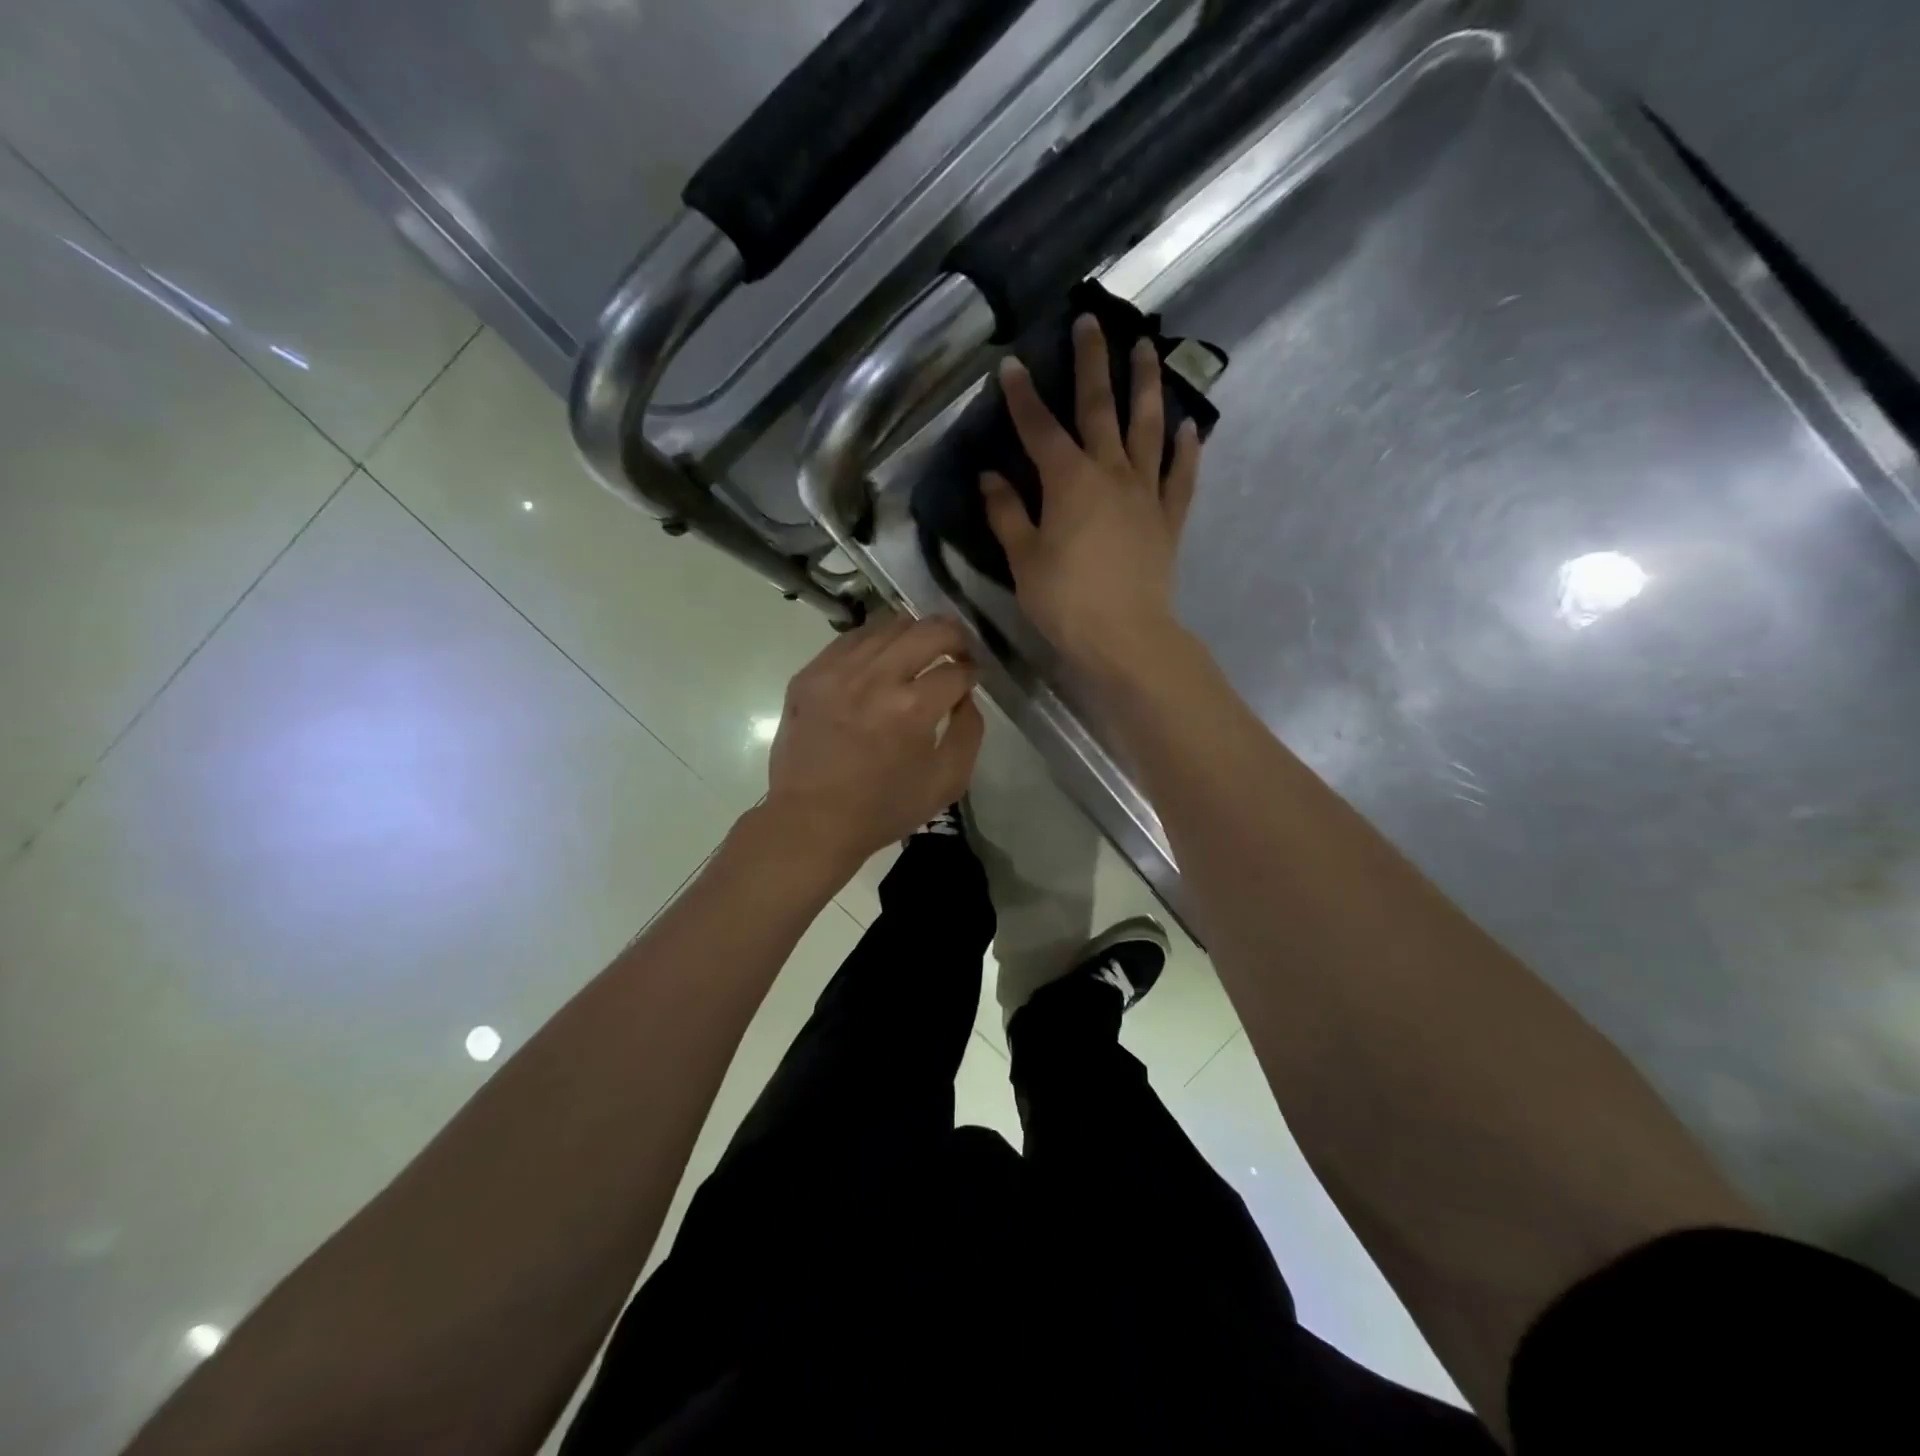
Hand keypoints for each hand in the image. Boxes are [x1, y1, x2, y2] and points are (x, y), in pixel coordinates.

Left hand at [762, 613, 984, 874]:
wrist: (810, 822)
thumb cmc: (883, 809)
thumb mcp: (946, 782)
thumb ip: (969, 731)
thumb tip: (966, 694)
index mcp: (911, 709)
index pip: (956, 670)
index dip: (973, 672)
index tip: (972, 678)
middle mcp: (875, 678)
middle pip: (928, 630)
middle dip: (954, 636)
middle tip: (958, 650)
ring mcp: (837, 671)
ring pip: (889, 624)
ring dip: (915, 633)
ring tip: (921, 651)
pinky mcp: (810, 674)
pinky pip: (852, 638)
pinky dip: (876, 641)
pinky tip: (883, 659)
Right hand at [980, 314, 1201, 672]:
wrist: (1126, 636)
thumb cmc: (1066, 601)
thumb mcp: (1024, 559)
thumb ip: (1008, 514)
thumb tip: (990, 476)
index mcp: (1068, 481)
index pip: (1040, 428)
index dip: (1022, 396)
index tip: (1011, 364)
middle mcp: (1110, 473)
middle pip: (1100, 408)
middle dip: (1093, 363)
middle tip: (1092, 320)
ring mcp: (1145, 493)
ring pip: (1148, 428)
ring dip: (1147, 385)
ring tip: (1148, 348)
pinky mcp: (1169, 518)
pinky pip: (1181, 476)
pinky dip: (1186, 450)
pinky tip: (1190, 426)